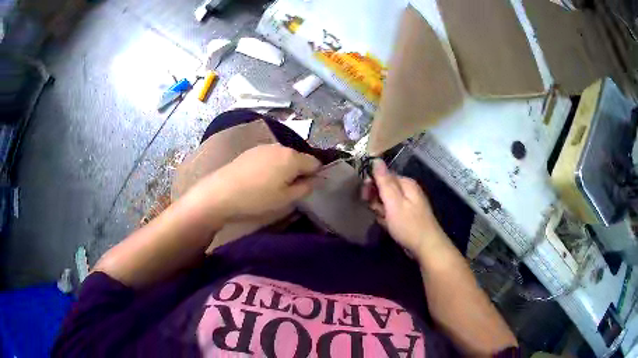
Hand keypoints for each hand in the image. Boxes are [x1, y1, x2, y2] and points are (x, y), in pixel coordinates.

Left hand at [192, 144, 320, 218]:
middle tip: (290, 190)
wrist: (221, 192)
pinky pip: (269, 157)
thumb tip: (316, 180)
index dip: (315, 176)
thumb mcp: (286, 199)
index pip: (315, 162)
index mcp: (292, 157)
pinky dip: (271, 166)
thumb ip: (305, 188)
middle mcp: (280, 147)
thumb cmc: (257, 198)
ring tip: (273, 186)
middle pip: (298, 158)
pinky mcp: (251, 151)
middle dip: (299, 172)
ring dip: (284, 169)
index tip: (306, 189)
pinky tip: (259, 180)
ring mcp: (264, 147)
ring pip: (283, 157)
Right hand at [362, 159, 445, 255]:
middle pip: (385, 188)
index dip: (372, 185)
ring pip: (387, 202)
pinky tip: (388, 225)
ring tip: (384, 221)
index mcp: (406, 183)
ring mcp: (409, 203)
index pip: (383, 175)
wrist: (426, 247)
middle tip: (376, 211)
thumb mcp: (394, 202)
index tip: (365, 197)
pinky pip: (392, 212)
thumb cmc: (408, 225)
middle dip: (376, 199)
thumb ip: (384, 181)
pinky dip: (387, 218)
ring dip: (381, 210)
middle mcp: (408, 190)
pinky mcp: (408, 215)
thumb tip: (375, 159)